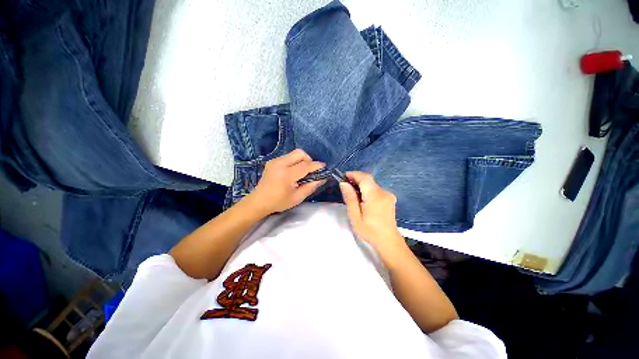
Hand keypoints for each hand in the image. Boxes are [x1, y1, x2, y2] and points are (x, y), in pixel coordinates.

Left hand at [245, 149, 326, 215]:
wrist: (259, 201)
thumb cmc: (279, 202)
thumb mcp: (297, 197)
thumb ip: (311, 187)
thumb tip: (322, 178)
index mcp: (286, 175)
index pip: (305, 166)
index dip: (316, 166)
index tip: (324, 167)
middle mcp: (280, 164)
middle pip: (300, 153)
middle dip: (309, 159)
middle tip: (311, 170)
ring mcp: (275, 161)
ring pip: (294, 153)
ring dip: (302, 160)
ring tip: (302, 172)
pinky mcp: (272, 161)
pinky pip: (288, 156)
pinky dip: (294, 161)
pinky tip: (293, 172)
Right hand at [339, 171, 404, 253]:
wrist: (388, 241)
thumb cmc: (370, 230)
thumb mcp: (355, 216)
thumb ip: (350, 198)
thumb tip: (343, 183)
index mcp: (375, 196)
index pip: (365, 178)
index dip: (354, 174)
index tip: (344, 176)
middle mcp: (383, 192)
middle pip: (368, 180)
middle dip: (356, 180)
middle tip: (345, 186)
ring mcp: (388, 195)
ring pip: (372, 185)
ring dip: (361, 186)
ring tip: (352, 194)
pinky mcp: (389, 199)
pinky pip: (376, 190)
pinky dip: (367, 190)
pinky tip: (362, 199)